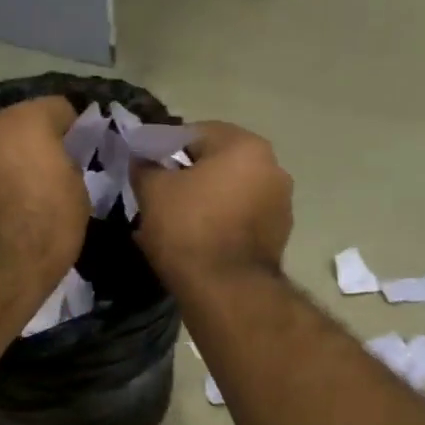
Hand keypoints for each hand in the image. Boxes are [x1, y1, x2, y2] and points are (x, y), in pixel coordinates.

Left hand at [0, 96, 87, 299]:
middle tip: (56, 172)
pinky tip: (3, 207)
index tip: (87, 153)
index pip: (61, 107)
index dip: (78, 129)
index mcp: (24, 119)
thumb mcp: (79, 193)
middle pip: (21, 123)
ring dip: (10, 160)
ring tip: (26, 193)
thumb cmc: (46, 228)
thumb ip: (71, 164)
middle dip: (38, 142)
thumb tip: (62, 161)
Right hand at [130, 122, 292, 289]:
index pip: (196, 133)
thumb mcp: (153, 191)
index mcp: (246, 146)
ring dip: (207, 200)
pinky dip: (222, 222)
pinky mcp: (280, 235)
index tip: (147, 168)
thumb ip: (146, 167)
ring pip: (232, 191)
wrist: (226, 290)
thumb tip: (143, 160)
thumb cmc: (189, 229)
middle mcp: (273, 168)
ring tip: (177, 221)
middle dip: (189, 175)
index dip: (165, 149)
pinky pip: (242, 218)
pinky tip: (199, 240)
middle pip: (219, 162)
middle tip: (160, 194)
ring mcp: (281, 203)